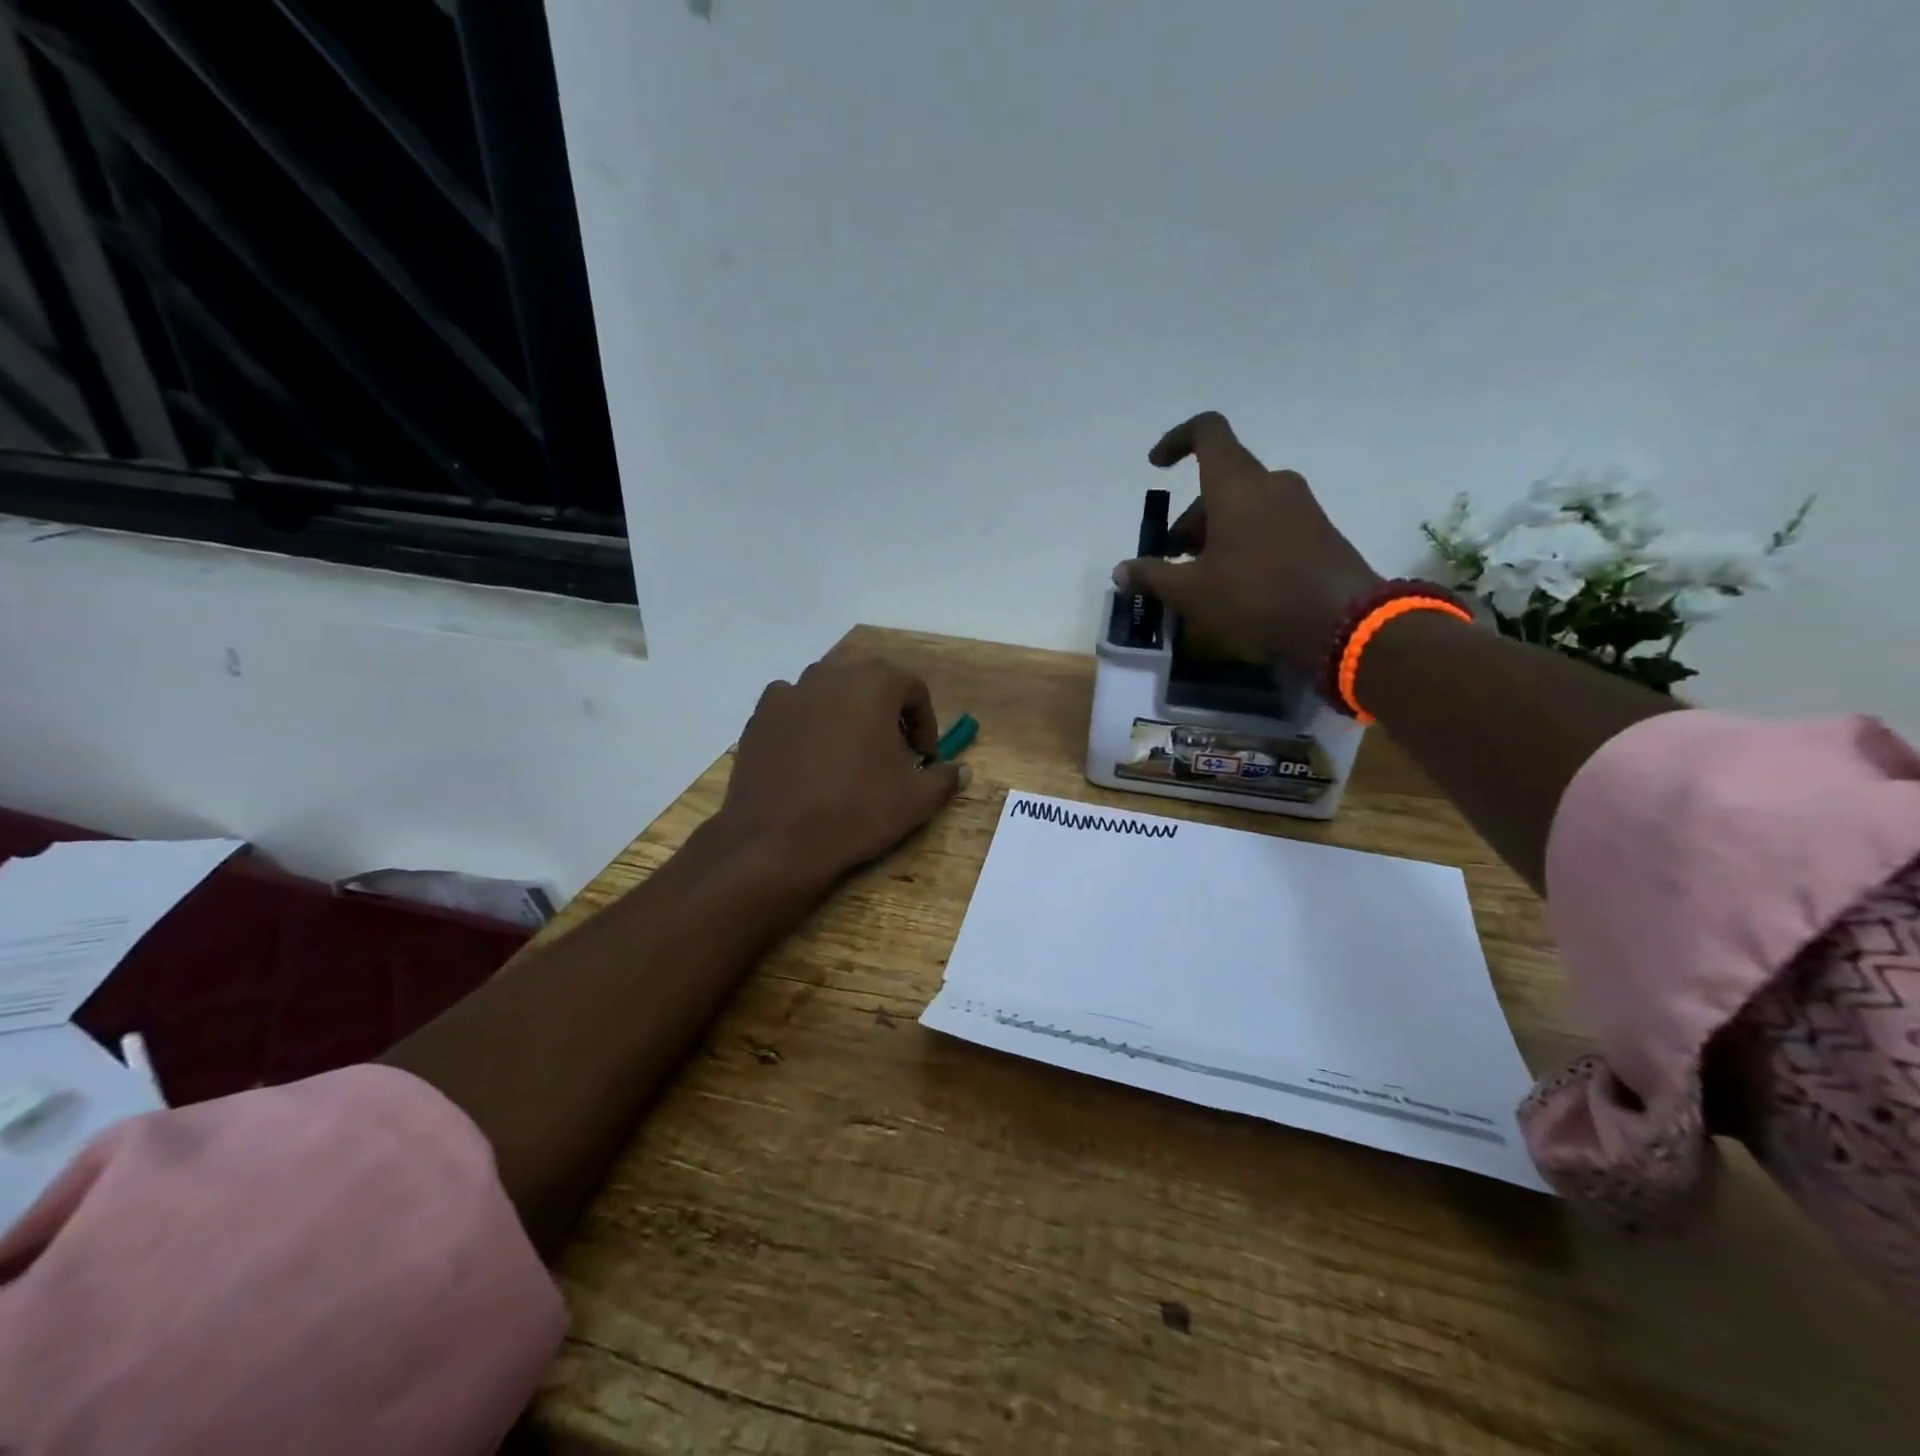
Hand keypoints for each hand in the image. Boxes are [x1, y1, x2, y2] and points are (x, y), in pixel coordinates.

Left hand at [719, 652, 968, 881]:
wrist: (778, 841)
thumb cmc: (857, 811)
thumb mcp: (916, 800)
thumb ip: (944, 778)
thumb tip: (962, 771)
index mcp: (874, 684)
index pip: (913, 689)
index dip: (925, 723)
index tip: (923, 757)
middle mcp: (830, 675)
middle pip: (870, 683)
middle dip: (887, 712)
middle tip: (891, 752)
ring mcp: (789, 692)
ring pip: (830, 692)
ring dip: (847, 714)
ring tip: (849, 754)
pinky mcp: (760, 716)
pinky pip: (794, 708)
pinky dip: (808, 723)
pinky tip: (810, 757)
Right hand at [1113, 412, 1381, 671]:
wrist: (1343, 623)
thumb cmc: (1257, 596)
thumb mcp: (1192, 592)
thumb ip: (1152, 576)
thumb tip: (1121, 571)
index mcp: (1237, 484)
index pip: (1207, 432)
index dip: (1176, 441)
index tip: (1156, 466)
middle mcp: (1271, 484)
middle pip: (1220, 483)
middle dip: (1189, 519)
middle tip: (1171, 561)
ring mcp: (1300, 507)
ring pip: (1244, 506)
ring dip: (1214, 534)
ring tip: (1199, 580)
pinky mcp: (1317, 532)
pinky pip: (1268, 525)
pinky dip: (1242, 543)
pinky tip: (1234, 586)